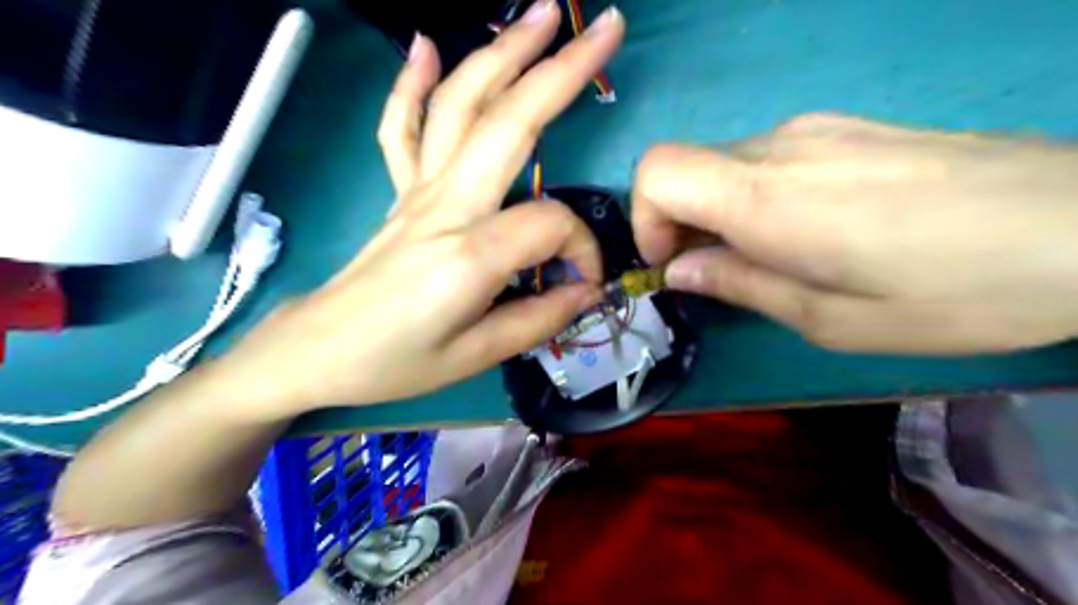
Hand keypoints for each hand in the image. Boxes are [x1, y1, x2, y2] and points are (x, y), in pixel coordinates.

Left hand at [214, 0, 624, 413]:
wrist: (315, 351)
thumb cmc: (393, 363)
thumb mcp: (475, 357)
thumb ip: (538, 320)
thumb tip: (585, 291)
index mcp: (470, 253)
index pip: (551, 225)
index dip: (582, 252)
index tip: (582, 285)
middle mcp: (445, 205)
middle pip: (510, 121)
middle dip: (563, 71)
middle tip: (607, 31)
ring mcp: (417, 191)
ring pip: (460, 105)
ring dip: (501, 53)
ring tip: (542, 14)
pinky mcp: (398, 192)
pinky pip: (402, 127)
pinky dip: (412, 83)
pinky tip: (426, 45)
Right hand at [633, 114, 1077, 354]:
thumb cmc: (953, 291)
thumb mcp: (831, 319)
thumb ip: (741, 285)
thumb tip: (679, 272)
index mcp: (764, 196)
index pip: (656, 171)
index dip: (645, 218)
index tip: (672, 263)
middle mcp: (779, 145)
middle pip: (685, 167)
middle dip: (679, 222)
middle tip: (718, 273)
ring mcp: (818, 129)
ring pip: (726, 164)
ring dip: (719, 210)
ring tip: (768, 258)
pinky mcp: (849, 128)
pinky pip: (769, 159)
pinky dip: (757, 195)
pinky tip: (810, 229)